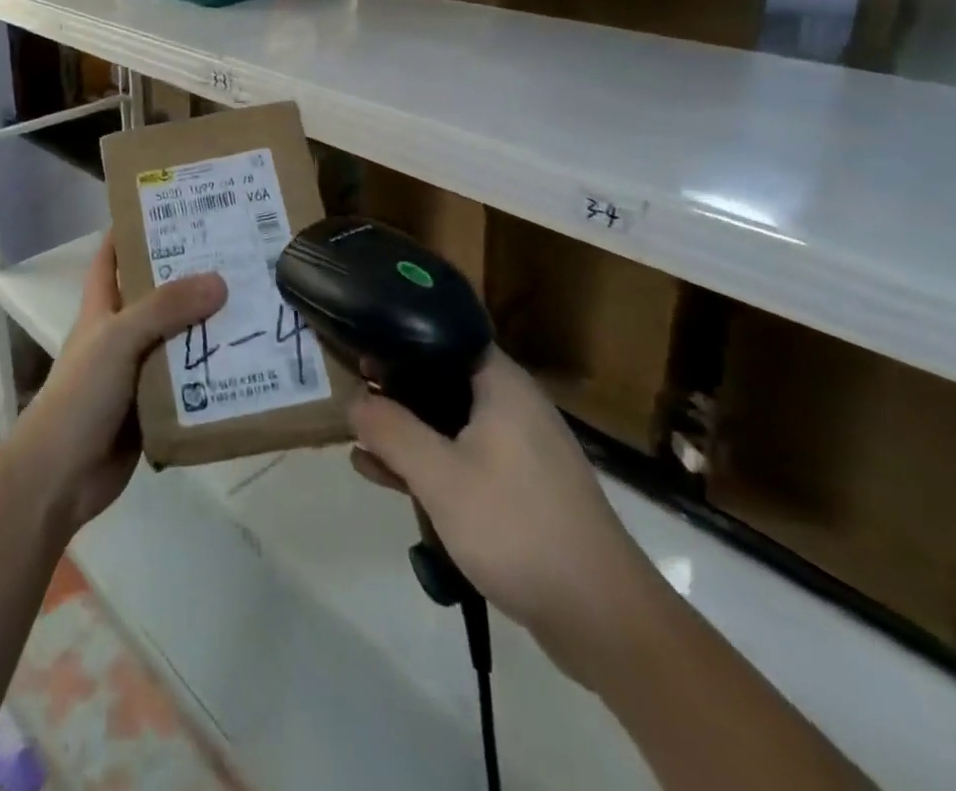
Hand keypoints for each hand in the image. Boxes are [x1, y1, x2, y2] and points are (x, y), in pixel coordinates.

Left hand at [8, 235, 224, 537]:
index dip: (135, 228)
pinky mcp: (155, 407)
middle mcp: (121, 333)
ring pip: (180, 339)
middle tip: (238, 251)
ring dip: (210, 326)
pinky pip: (189, 382)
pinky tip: (251, 361)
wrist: (62, 476)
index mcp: (102, 307)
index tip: (175, 206)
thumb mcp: (119, 338)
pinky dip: (214, 372)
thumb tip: (219, 280)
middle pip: (159, 295)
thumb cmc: (82, 394)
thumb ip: (165, 308)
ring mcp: (138, 371)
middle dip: (192, 275)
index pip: (114, 255)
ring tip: (257, 300)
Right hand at [349, 352, 661, 683]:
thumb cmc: (517, 527)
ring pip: (451, 424)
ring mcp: (521, 450)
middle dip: (397, 390)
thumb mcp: (439, 476)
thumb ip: (391, 431)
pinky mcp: (522, 490)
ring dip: (408, 432)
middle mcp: (514, 406)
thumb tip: (352, 400)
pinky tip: (386, 477)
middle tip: (353, 394)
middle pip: (444, 380)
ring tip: (358, 440)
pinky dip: (429, 463)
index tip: (363, 346)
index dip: (402, 339)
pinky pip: (464, 459)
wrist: (603, 619)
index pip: (446, 336)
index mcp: (502, 385)